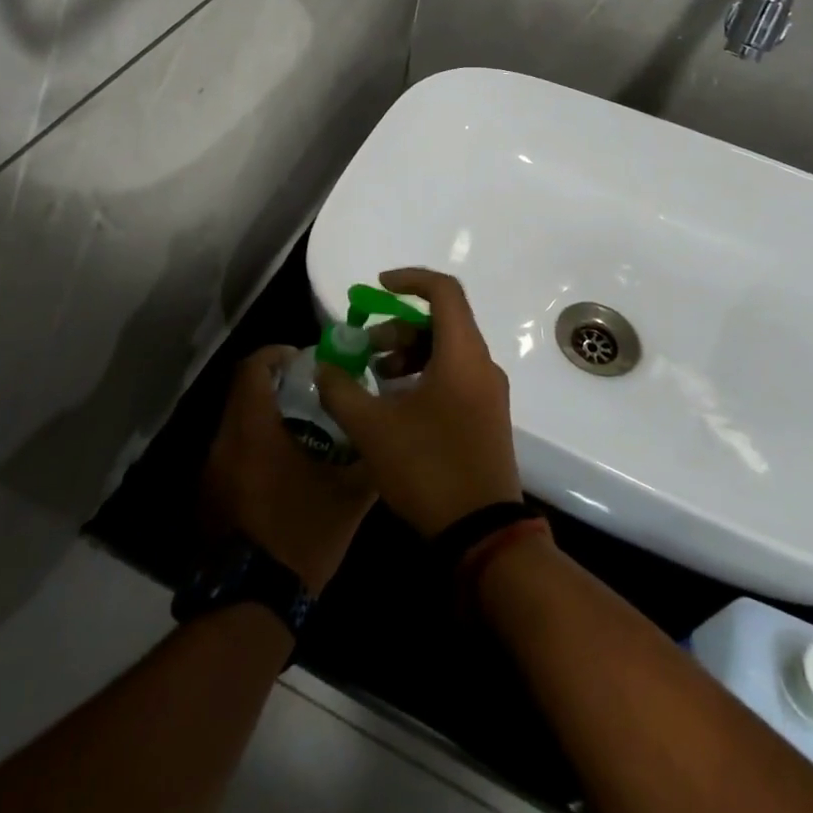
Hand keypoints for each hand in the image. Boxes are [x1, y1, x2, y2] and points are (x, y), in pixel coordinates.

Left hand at [201, 346, 376, 591]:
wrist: (251, 603)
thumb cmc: (300, 536)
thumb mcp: (348, 499)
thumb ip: (368, 461)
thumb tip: (385, 440)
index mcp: (252, 429)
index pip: (253, 368)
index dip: (277, 354)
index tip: (304, 359)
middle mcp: (224, 442)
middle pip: (243, 394)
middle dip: (277, 387)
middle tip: (313, 396)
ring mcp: (211, 471)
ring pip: (236, 425)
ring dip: (266, 419)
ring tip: (305, 434)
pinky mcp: (209, 497)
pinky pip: (231, 454)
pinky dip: (254, 448)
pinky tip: (284, 472)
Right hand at [316, 269, 523, 538]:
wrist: (482, 533)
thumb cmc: (428, 468)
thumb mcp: (372, 428)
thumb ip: (342, 390)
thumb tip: (324, 366)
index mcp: (462, 355)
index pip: (443, 291)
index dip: (409, 279)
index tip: (376, 287)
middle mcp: (482, 365)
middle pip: (442, 322)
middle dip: (398, 327)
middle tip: (364, 350)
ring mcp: (489, 393)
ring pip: (447, 351)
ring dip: (409, 354)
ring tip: (375, 379)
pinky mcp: (487, 416)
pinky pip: (455, 376)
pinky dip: (424, 375)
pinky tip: (396, 405)